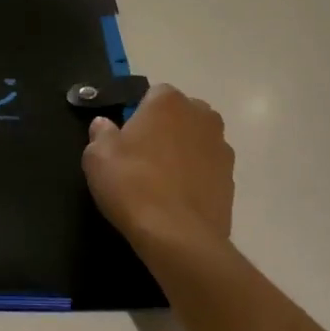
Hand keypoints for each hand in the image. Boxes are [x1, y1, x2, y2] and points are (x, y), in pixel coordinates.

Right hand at [83, 84, 234, 250]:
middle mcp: (202, 116)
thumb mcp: (97, 156)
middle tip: (141, 157)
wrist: (177, 236)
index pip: (153, 94)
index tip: (125, 137)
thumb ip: (101, 133)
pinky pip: (208, 169)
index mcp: (168, 102)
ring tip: (160, 181)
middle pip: (180, 115)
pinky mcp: (232, 179)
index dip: (138, 114)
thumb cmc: (132, 184)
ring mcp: (222, 148)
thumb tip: (104, 124)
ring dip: (183, 152)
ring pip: (197, 142)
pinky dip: (195, 177)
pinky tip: (176, 199)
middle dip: (165, 129)